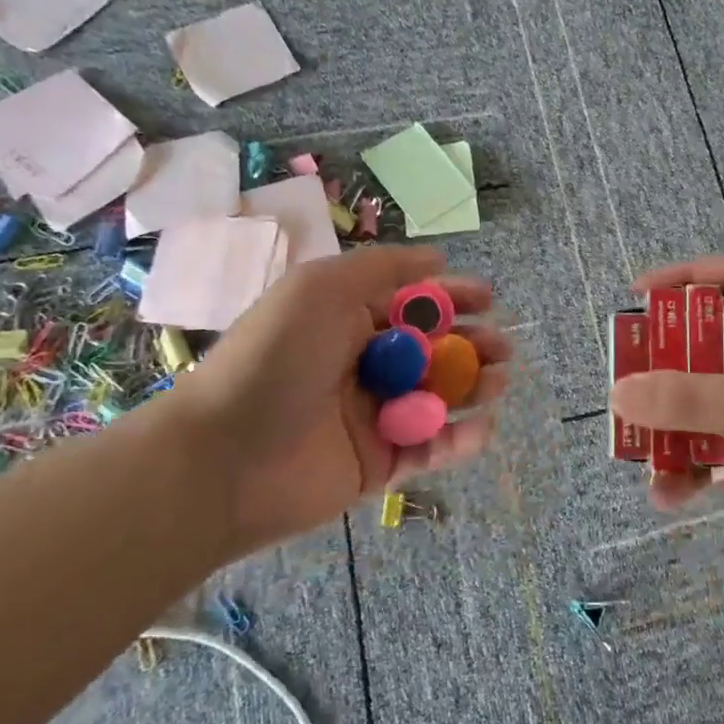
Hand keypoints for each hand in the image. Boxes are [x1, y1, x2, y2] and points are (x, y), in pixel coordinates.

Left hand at [163, 246, 509, 549]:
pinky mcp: (378, 464)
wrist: (223, 458)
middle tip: (500, 347)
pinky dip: (459, 438)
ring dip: (474, 386)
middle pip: (433, 349)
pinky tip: (480, 426)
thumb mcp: (321, 288)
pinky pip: (429, 448)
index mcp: (348, 320)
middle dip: (471, 344)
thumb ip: (382, 268)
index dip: (452, 297)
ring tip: (498, 380)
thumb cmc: (275, 358)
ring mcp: (372, 416)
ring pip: (438, 397)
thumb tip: (437, 259)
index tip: (488, 298)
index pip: (412, 304)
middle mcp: (363, 364)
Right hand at [609, 257, 723, 628]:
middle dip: (671, 359)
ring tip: (638, 442)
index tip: (638, 294)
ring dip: (677, 421)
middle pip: (716, 342)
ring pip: (715, 400)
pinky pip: (723, 450)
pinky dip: (695, 466)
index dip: (687, 279)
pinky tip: (668, 492)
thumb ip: (695, 400)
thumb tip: (621, 391)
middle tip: (629, 374)